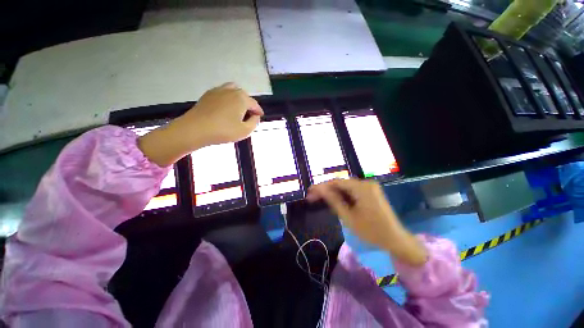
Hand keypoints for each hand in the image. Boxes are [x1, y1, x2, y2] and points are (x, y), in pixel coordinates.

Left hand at [172, 82, 263, 147]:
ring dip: (238, 98)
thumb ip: (254, 123)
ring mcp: (218, 91)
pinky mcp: (208, 94)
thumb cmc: (223, 131)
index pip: (254, 104)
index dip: (259, 111)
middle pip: (244, 95)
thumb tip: (255, 116)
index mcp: (242, 98)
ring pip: (233, 90)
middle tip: (249, 116)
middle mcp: (231, 91)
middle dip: (249, 105)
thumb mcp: (245, 131)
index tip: (260, 117)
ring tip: (238, 109)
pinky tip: (225, 108)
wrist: (195, 129)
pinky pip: (222, 92)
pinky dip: (227, 98)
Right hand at [307, 179, 426, 266]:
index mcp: (362, 187)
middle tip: (312, 197)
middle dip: (326, 190)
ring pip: (345, 187)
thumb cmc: (371, 231)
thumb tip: (319, 189)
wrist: (396, 240)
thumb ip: (333, 200)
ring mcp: (369, 187)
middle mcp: (365, 183)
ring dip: (333, 193)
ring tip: (320, 200)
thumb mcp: (348, 217)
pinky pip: (352, 191)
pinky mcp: (370, 192)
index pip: (336, 182)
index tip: (309, 192)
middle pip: (340, 183)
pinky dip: (342, 196)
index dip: (321, 187)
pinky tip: (335, 201)